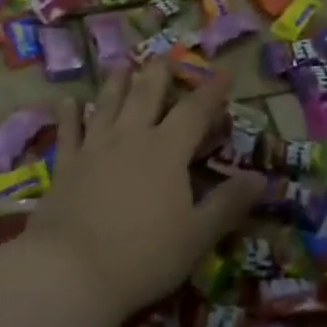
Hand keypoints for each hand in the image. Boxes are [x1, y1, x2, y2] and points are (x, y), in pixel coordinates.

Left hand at [24, 61, 264, 318]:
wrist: (71, 270)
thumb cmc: (143, 255)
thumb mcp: (197, 235)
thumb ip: (228, 203)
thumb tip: (260, 176)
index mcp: (167, 150)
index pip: (194, 110)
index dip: (211, 90)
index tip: (224, 72)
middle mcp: (131, 137)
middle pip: (146, 94)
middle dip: (159, 73)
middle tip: (164, 56)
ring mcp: (94, 148)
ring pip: (107, 104)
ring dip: (116, 82)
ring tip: (121, 64)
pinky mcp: (66, 165)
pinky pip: (69, 132)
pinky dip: (68, 114)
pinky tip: (67, 101)